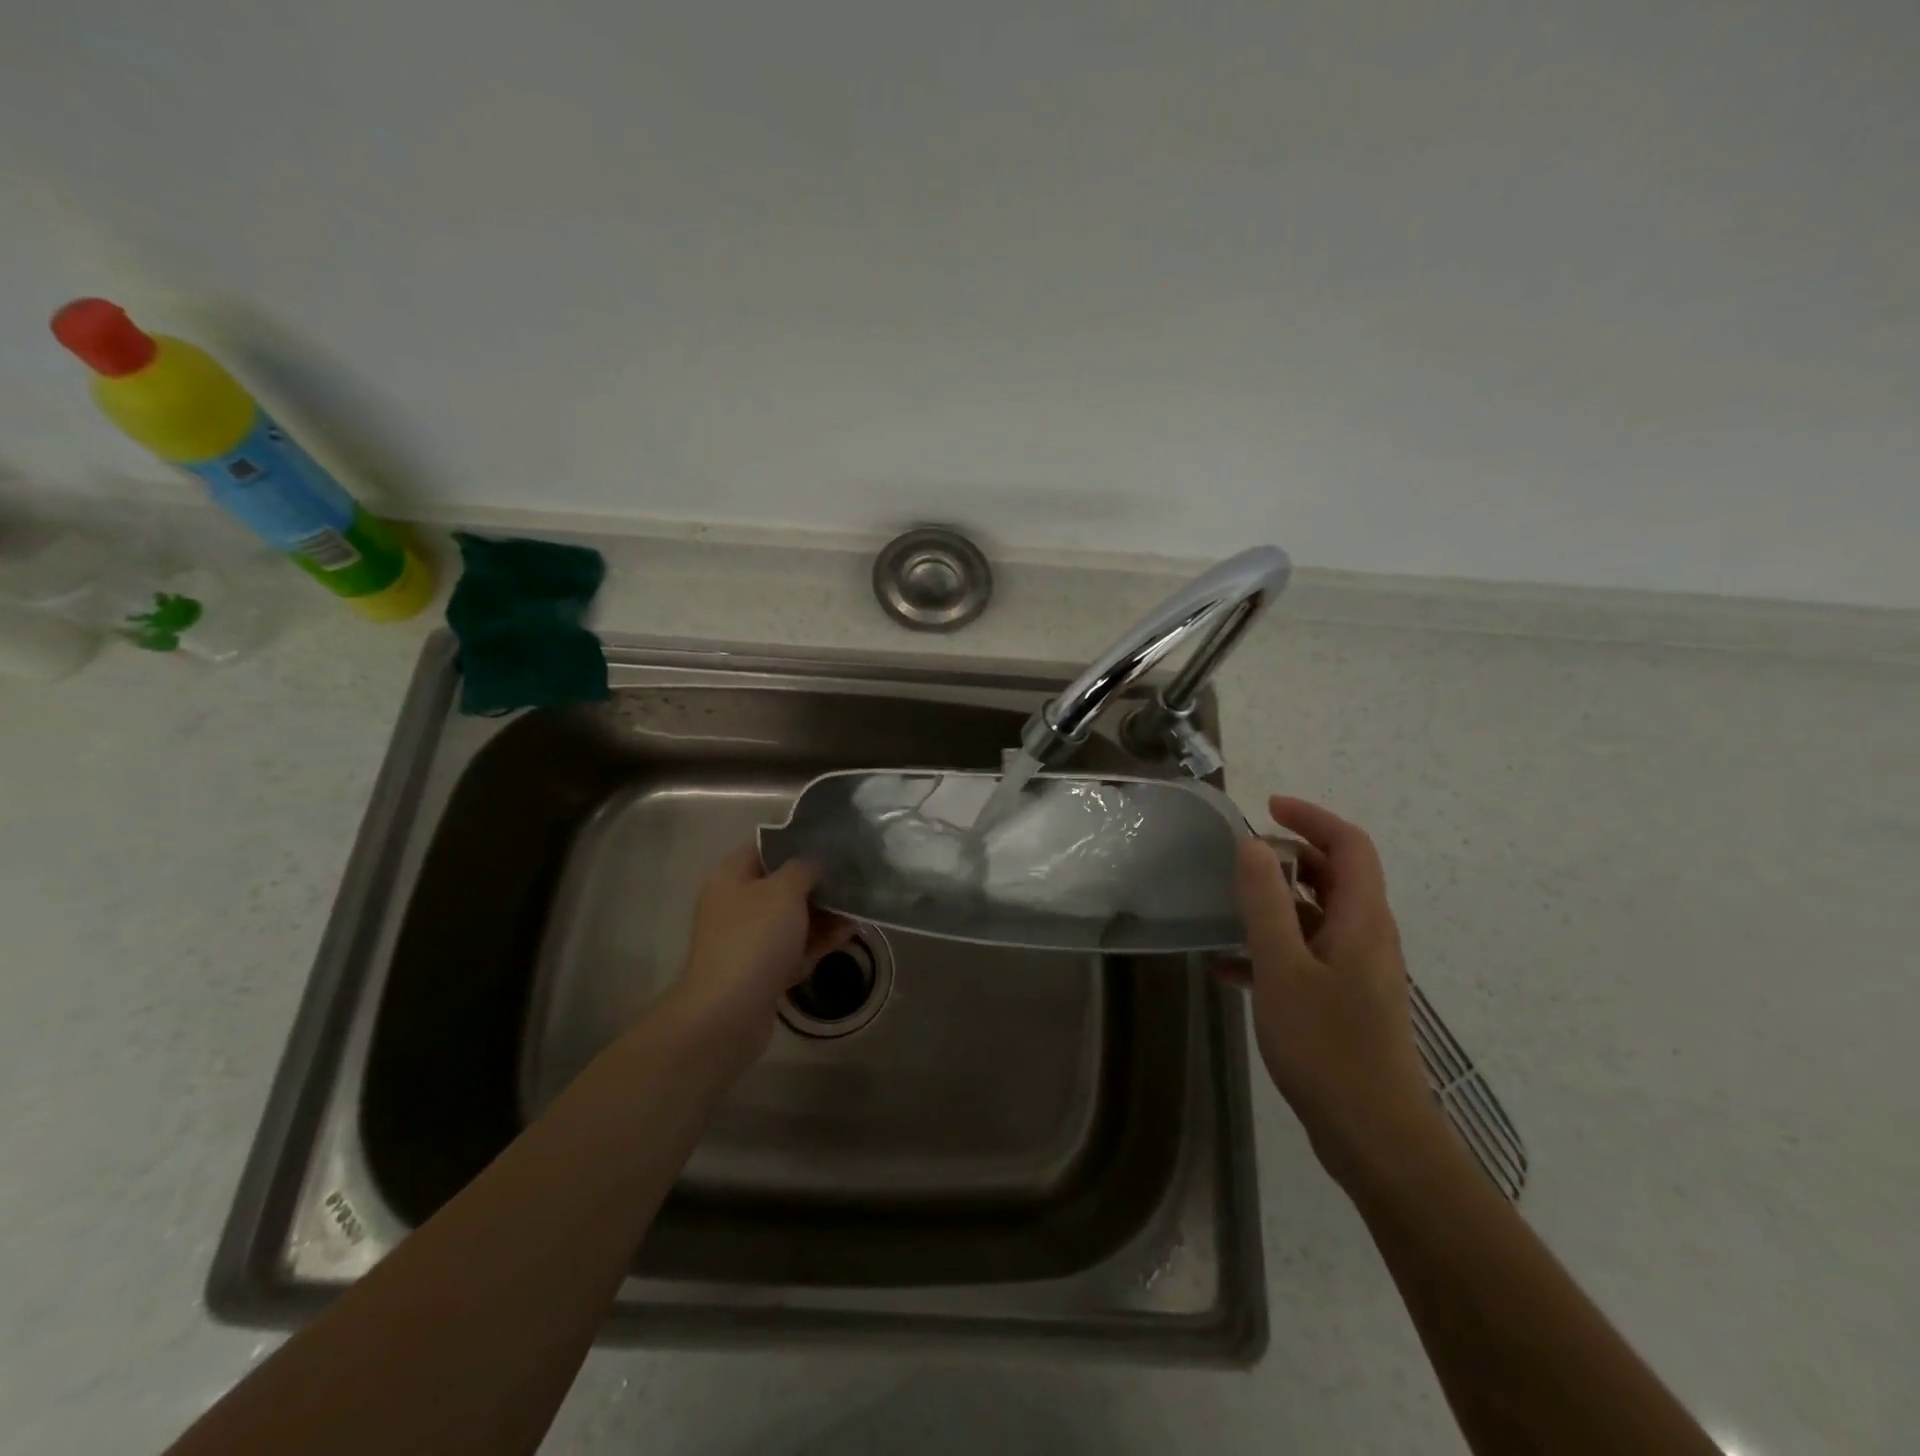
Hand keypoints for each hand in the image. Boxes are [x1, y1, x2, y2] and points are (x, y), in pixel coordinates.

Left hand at [671, 846, 852, 1059]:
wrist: (728, 1013)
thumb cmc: (755, 939)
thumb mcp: (784, 891)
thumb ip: (803, 868)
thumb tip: (814, 864)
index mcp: (731, 877)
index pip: (765, 847)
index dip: (797, 843)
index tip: (832, 843)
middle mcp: (735, 905)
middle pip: (782, 885)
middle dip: (818, 885)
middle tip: (852, 881)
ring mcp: (747, 940)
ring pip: (791, 919)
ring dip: (823, 916)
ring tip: (857, 912)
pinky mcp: (760, 970)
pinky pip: (793, 948)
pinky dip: (817, 942)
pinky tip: (847, 936)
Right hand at [1218, 796, 1447, 1189]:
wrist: (1374, 1138)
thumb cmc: (1329, 1047)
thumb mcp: (1283, 968)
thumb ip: (1266, 903)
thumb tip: (1253, 844)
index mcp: (1362, 920)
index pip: (1350, 846)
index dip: (1312, 818)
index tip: (1267, 808)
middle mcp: (1366, 937)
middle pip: (1335, 876)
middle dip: (1289, 857)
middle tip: (1240, 857)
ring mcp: (1356, 972)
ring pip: (1316, 916)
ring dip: (1275, 903)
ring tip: (1226, 906)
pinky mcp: (1342, 1002)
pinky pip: (1305, 955)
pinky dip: (1270, 948)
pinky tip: (1227, 968)